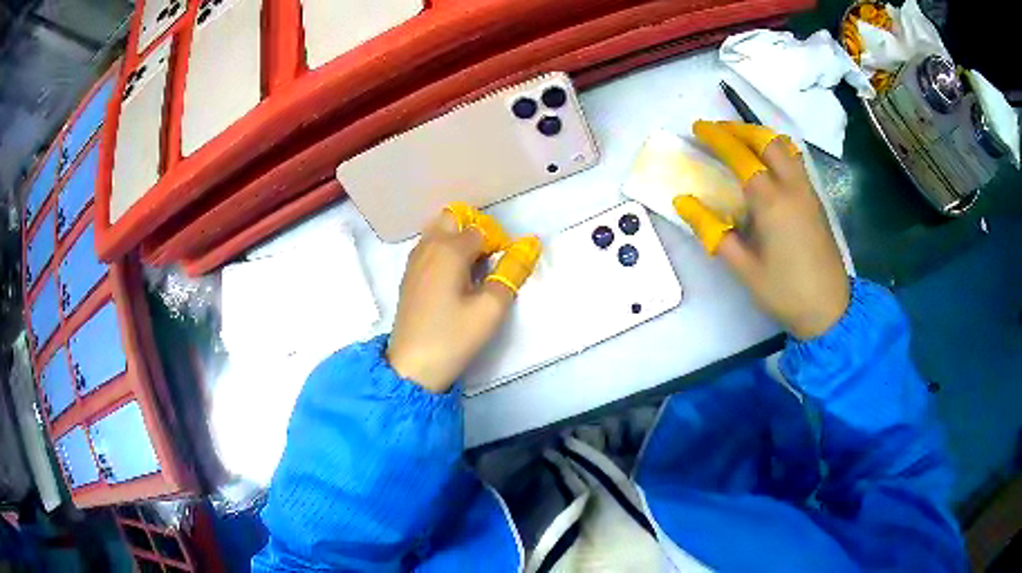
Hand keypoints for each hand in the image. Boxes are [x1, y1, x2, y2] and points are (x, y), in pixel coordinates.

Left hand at [387, 204, 540, 391]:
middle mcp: (428, 247)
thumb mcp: (491, 308)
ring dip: (458, 241)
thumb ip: (512, 271)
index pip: (481, 230)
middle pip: (452, 219)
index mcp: (448, 250)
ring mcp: (414, 261)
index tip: (505, 268)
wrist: (412, 367)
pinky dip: (444, 252)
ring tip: (472, 271)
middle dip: (474, 231)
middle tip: (488, 260)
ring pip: (438, 232)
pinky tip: (453, 281)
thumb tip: (529, 244)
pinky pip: (429, 248)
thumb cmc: (454, 337)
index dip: (498, 243)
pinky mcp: (408, 276)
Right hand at [674, 121, 849, 339]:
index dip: (718, 138)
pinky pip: (795, 161)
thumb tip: (683, 202)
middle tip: (718, 131)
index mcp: (771, 202)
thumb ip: (713, 232)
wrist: (829, 308)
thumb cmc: (784, 291)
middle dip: (740, 129)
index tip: (698, 128)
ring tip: (740, 141)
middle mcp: (792, 187)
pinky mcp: (816, 200)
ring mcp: (807, 191)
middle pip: (766, 141)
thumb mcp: (743, 268)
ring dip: (760, 136)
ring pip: (785, 147)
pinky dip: (776, 150)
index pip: (741, 156)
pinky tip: (767, 163)